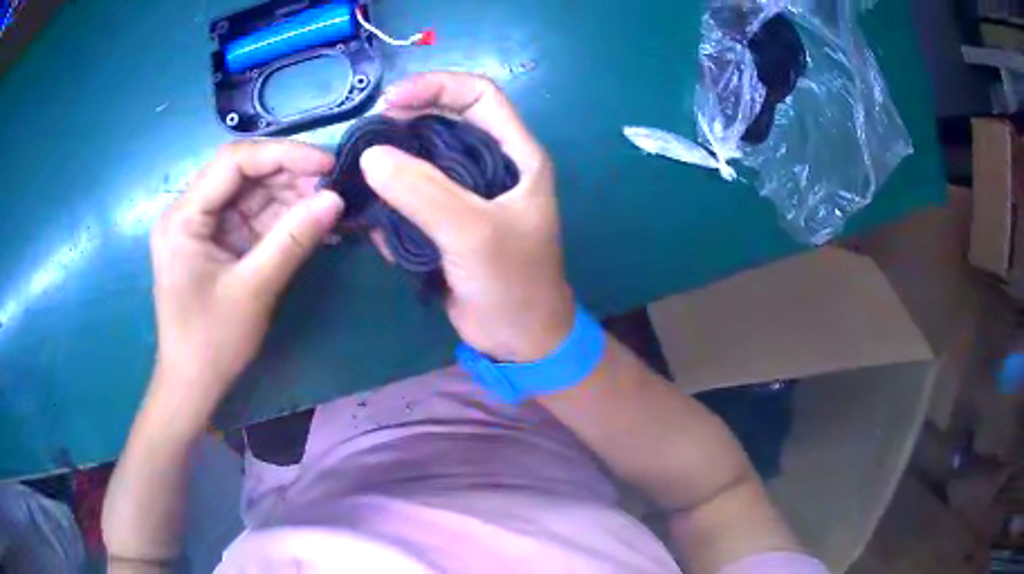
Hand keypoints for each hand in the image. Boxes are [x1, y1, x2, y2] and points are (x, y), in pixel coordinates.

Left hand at [149, 140, 342, 422]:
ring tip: (329, 203)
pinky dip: (281, 219)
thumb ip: (293, 240)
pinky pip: (252, 218)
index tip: (326, 163)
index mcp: (184, 217)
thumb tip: (337, 198)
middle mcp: (189, 211)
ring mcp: (203, 226)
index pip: (234, 162)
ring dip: (289, 196)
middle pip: (243, 173)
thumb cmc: (212, 343)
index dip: (283, 154)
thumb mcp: (253, 290)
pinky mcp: (216, 242)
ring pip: (251, 193)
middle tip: (333, 185)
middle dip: (289, 175)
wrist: (192, 385)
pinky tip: (311, 221)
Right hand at [361, 72, 574, 361]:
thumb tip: (372, 155)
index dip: (437, 86)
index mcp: (516, 155)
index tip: (391, 101)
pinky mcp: (448, 220)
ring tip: (360, 170)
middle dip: (407, 120)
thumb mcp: (472, 233)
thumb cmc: (512, 283)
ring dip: (393, 159)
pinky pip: (414, 193)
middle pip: (446, 121)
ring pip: (425, 157)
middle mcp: (493, 165)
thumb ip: (423, 192)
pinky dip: (391, 196)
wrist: (518, 339)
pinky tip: (370, 211)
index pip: (479, 95)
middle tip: (368, 135)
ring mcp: (469, 193)